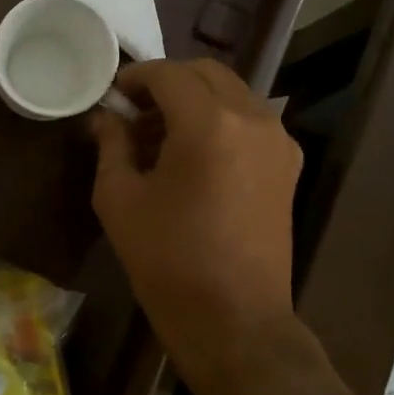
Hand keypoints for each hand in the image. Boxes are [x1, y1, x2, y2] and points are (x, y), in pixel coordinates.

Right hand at [90, 59, 308, 394]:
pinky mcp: (287, 165)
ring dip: (194, 100)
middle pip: (206, 74)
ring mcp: (278, 141)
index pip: (168, 74)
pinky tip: (190, 155)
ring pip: (231, 93)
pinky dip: (218, 120)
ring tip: (158, 135)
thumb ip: (112, 144)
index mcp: (209, 123)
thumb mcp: (120, 198)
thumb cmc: (167, 260)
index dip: (135, 76)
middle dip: (167, 82)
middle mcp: (253, 119)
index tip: (112, 94)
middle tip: (134, 110)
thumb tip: (106, 117)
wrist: (233, 320)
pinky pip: (249, 121)